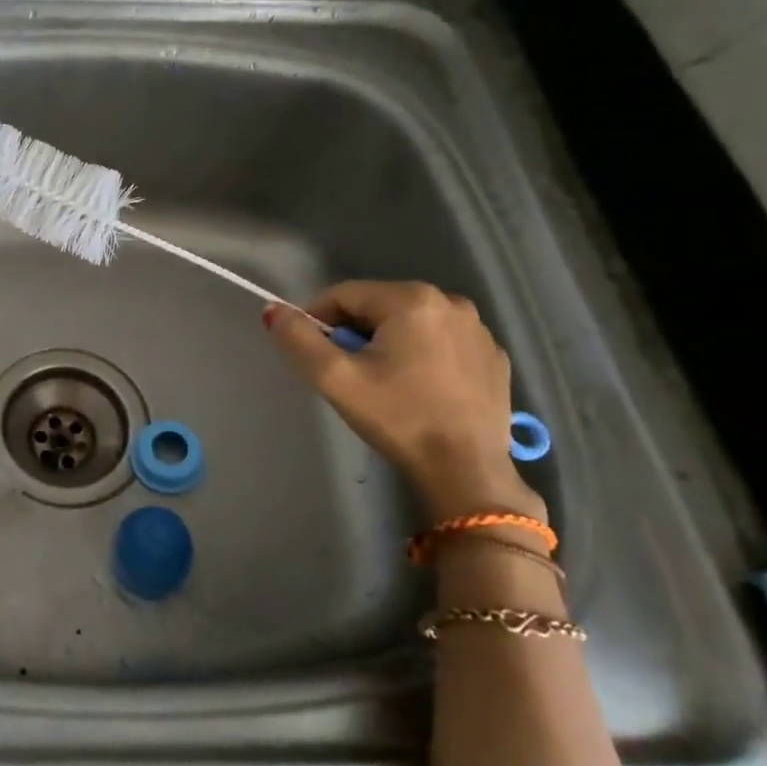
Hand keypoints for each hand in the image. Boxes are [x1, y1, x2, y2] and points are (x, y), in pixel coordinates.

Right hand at [263, 281, 545, 524]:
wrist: (466, 471)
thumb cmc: (398, 418)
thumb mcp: (335, 379)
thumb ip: (298, 339)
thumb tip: (273, 310)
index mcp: (412, 299)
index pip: (343, 295)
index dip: (318, 321)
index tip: (316, 357)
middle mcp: (451, 302)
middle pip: (377, 306)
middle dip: (355, 333)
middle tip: (350, 375)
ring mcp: (479, 329)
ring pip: (410, 323)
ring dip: (387, 343)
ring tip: (384, 384)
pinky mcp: (493, 356)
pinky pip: (441, 342)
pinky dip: (422, 356)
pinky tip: (420, 390)